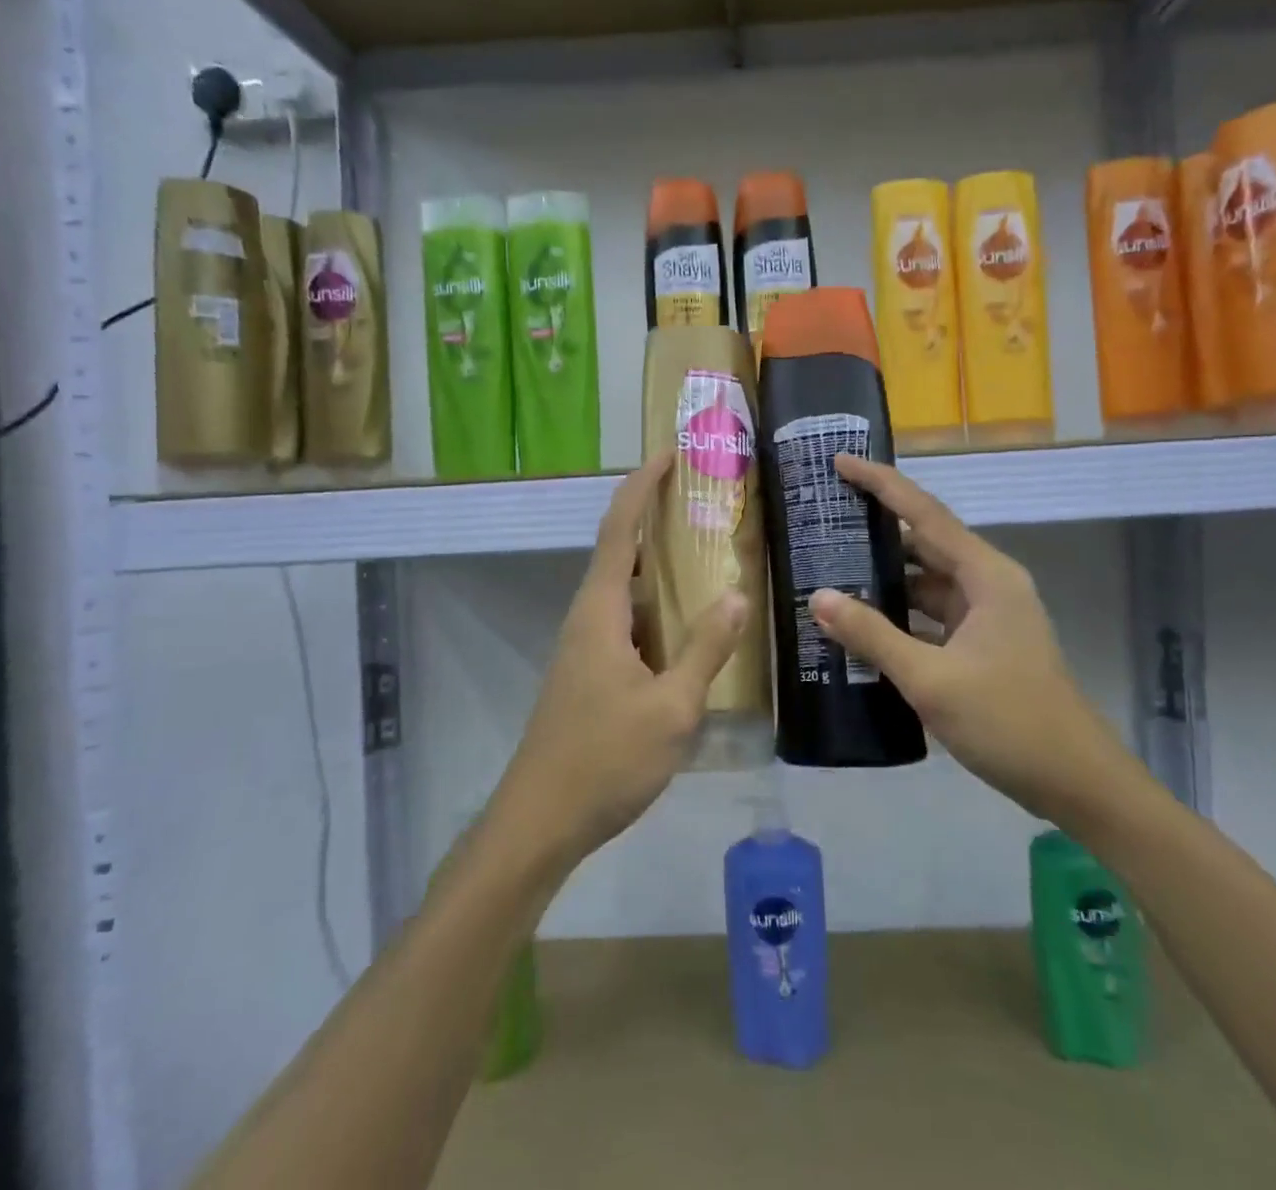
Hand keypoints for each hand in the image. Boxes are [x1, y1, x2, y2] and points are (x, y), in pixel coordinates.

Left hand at [493, 452, 749, 871]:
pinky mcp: (591, 671)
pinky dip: (658, 605)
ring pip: (626, 588)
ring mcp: (587, 645)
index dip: (643, 485)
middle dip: (657, 516)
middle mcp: (589, 616)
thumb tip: (735, 595)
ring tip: (708, 553)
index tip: (672, 455)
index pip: (620, 528)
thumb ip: (705, 649)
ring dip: (660, 564)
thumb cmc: (605, 759)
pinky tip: (690, 622)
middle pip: (621, 549)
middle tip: (706, 500)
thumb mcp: (671, 708)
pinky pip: (629, 620)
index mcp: (601, 610)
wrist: (541, 820)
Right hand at [807, 454, 1143, 827]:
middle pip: (924, 542)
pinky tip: (862, 625)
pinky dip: (899, 615)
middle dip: (876, 530)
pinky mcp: (982, 645)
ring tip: (829, 569)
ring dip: (885, 579)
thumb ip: (872, 635)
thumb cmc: (1009, 721)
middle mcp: (988, 584)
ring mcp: (987, 616)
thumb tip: (818, 597)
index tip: (841, 462)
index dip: (882, 484)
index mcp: (986, 576)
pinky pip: (931, 616)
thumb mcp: (931, 678)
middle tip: (823, 519)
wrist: (1076, 783)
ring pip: (926, 583)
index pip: (924, 513)